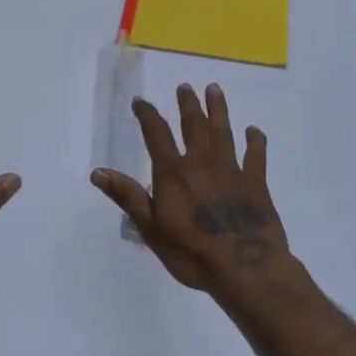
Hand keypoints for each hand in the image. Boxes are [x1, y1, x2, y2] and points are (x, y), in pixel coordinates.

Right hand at [91, 82, 293, 298]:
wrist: (246, 269)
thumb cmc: (192, 253)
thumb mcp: (151, 229)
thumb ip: (128, 197)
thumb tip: (98, 172)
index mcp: (174, 173)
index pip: (157, 135)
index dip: (148, 115)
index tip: (141, 101)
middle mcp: (202, 164)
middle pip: (194, 126)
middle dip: (188, 105)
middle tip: (185, 86)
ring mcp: (232, 171)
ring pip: (224, 132)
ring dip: (218, 110)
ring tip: (214, 89)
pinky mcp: (257, 184)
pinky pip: (256, 156)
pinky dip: (255, 141)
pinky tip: (254, 131)